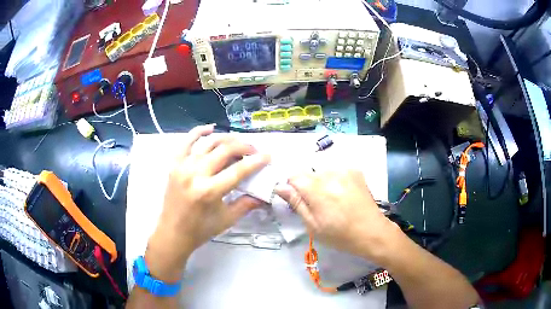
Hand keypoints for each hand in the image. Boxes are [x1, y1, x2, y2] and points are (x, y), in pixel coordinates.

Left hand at [146, 125, 269, 281]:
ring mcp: (182, 166)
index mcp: (209, 191)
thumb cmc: (201, 230)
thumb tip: (265, 195)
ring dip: (227, 139)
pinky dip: (199, 132)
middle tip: (254, 150)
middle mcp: (195, 174)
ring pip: (209, 143)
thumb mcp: (227, 219)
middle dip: (244, 147)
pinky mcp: (174, 164)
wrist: (173, 233)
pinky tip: (211, 128)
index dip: (256, 161)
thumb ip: (247, 204)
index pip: (239, 170)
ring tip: (238, 142)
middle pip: (225, 150)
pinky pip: (186, 142)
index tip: (267, 156)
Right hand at [275, 170, 400, 262]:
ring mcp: (345, 170)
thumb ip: (296, 202)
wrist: (372, 232)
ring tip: (333, 201)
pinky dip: (335, 180)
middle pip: (308, 174)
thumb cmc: (340, 234)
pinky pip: (337, 171)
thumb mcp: (313, 225)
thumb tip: (279, 186)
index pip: (293, 176)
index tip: (297, 200)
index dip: (292, 187)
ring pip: (322, 172)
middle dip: (307, 187)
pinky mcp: (355, 171)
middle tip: (317, 205)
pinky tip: (343, 195)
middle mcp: (330, 173)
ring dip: (322, 183)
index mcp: (317, 188)